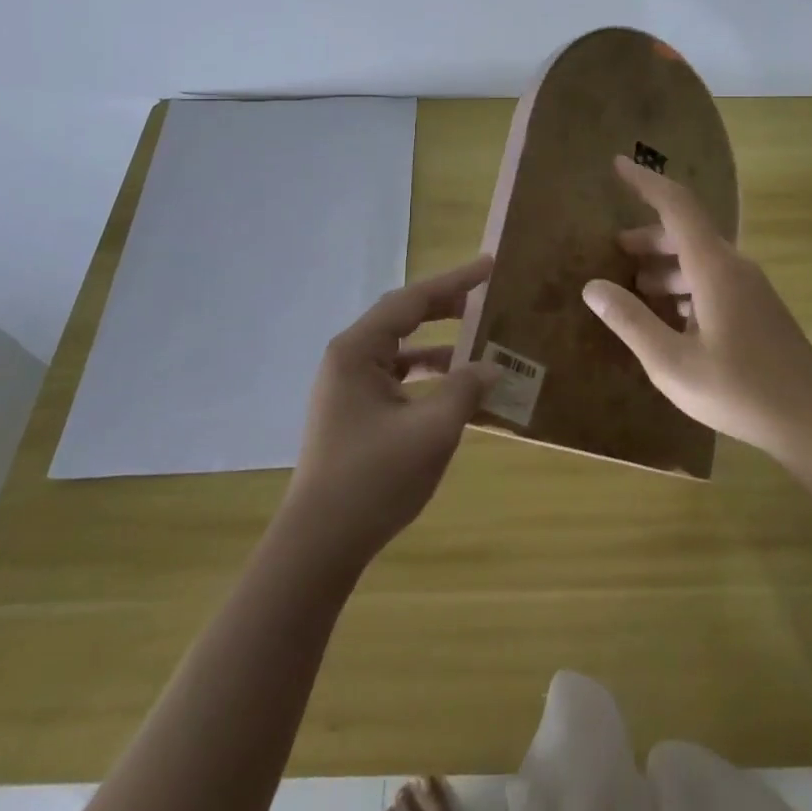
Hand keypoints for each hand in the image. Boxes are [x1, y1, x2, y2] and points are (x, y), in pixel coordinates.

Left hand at [283, 255, 501, 563]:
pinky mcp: (353, 412)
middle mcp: (348, 359)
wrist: (319, 545)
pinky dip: (426, 376)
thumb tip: (492, 367)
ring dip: (438, 345)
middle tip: (485, 298)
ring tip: (478, 343)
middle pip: (403, 318)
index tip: (488, 265)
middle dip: (445, 307)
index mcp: (357, 350)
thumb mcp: (431, 431)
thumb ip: (465, 390)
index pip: (412, 300)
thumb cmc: (373, 479)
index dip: (454, 281)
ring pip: (400, 350)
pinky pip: (396, 377)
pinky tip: (455, 388)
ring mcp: (348, 387)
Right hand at [582, 156, 811, 464]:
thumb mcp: (672, 363)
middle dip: (649, 236)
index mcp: (713, 268)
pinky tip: (670, 317)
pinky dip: (685, 286)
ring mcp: (750, 288)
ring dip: (666, 264)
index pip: (676, 206)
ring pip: (700, 259)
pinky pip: (714, 280)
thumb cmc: (739, 390)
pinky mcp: (758, 309)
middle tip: (615, 248)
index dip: (646, 182)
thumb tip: (592, 288)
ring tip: (636, 285)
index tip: (618, 164)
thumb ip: (630, 321)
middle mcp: (733, 267)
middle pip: (686, 233)